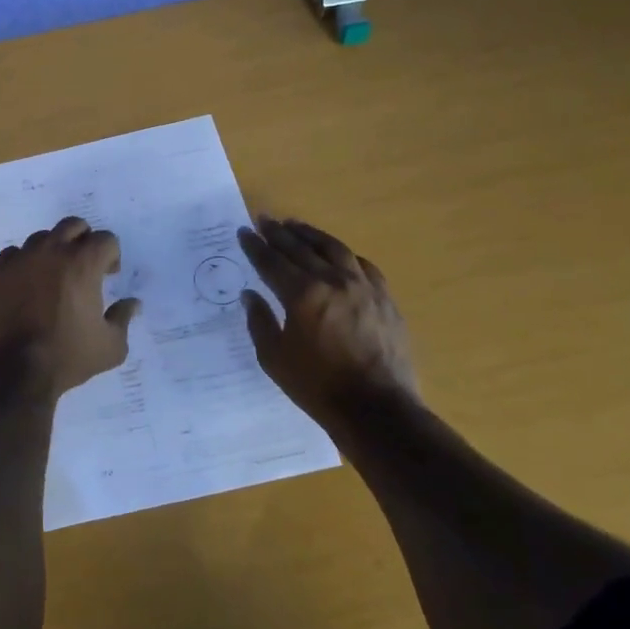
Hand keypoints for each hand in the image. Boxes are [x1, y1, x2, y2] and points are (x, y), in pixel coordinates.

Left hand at [0, 217, 140, 395]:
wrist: (13, 372)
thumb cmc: (67, 358)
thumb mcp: (111, 346)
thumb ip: (124, 318)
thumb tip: (133, 303)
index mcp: (83, 263)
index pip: (105, 239)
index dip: (111, 255)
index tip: (109, 275)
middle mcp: (51, 251)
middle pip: (73, 225)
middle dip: (84, 240)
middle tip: (85, 266)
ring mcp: (21, 259)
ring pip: (42, 238)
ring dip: (54, 250)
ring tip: (54, 277)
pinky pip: (14, 254)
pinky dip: (25, 263)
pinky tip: (27, 285)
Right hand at [236, 216, 418, 424]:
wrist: (378, 409)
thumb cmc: (318, 386)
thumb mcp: (274, 358)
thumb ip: (260, 321)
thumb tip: (250, 295)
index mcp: (302, 294)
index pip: (271, 262)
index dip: (255, 246)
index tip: (244, 232)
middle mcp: (332, 281)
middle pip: (300, 248)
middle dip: (279, 233)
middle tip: (264, 219)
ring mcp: (363, 287)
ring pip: (334, 249)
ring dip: (311, 235)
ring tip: (295, 225)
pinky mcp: (385, 298)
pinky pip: (362, 266)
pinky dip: (344, 255)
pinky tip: (337, 254)